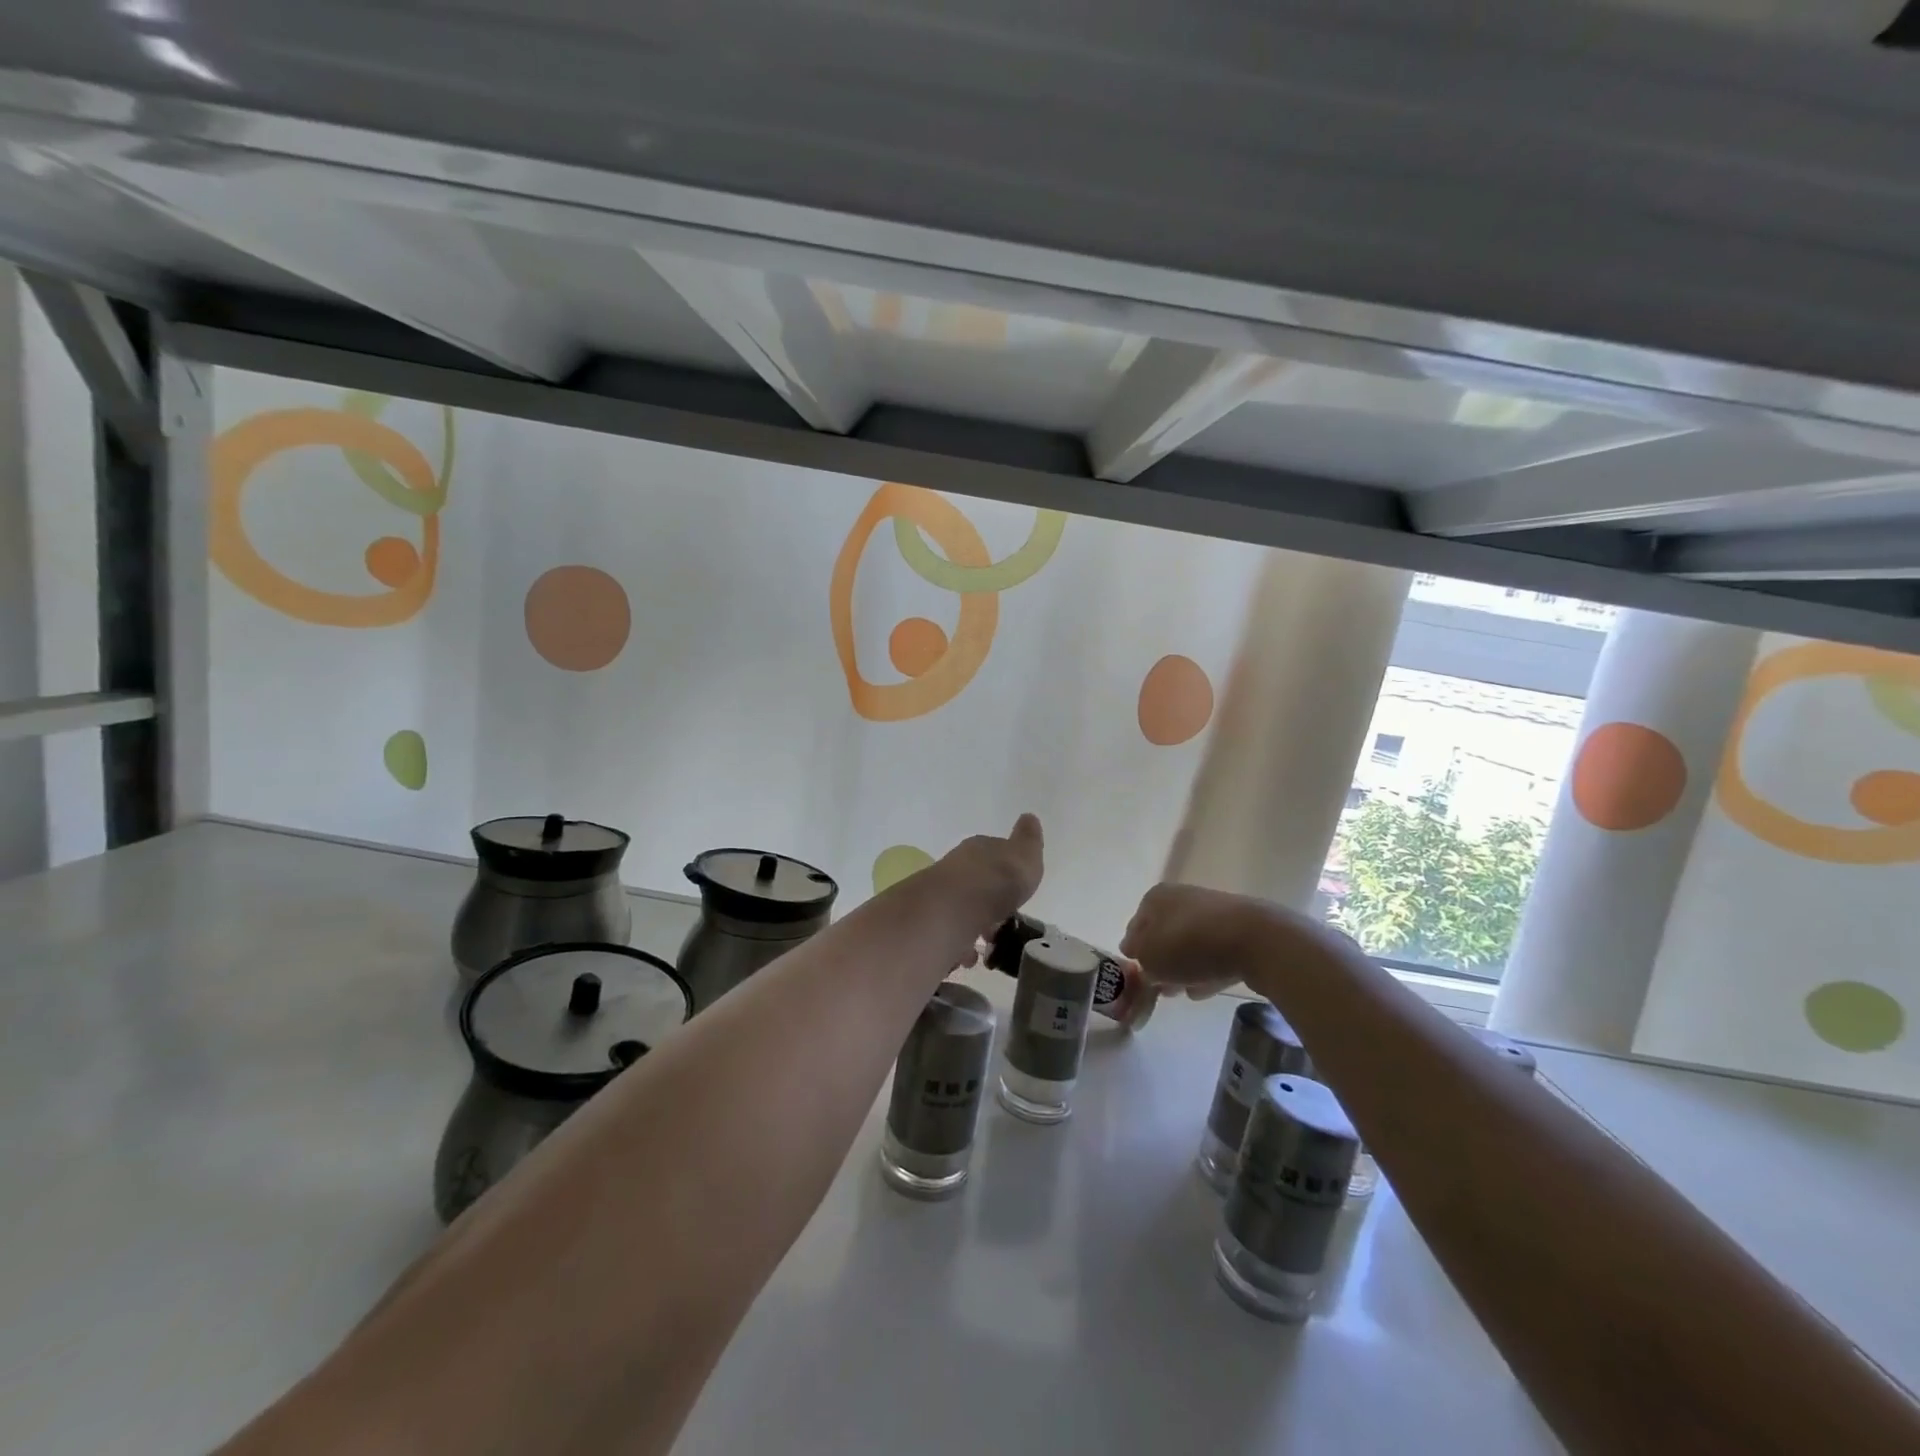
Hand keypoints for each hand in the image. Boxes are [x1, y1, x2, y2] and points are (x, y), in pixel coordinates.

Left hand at [932, 813, 1044, 937]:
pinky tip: (968, 958)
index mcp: (979, 849)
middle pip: (974, 883)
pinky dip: (959, 944)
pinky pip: (949, 933)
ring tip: (987, 944)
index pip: (992, 853)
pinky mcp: (931, 923)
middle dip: (988, 901)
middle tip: (1002, 921)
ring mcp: (940, 895)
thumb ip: (1028, 840)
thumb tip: (1029, 817)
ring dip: (973, 924)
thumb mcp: (1025, 855)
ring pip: (960, 909)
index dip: (1004, 871)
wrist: (955, 907)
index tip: (1014, 889)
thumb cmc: (997, 879)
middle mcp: (956, 867)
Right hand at [1120, 882, 1269, 999]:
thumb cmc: (1190, 945)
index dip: (1133, 950)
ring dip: (1184, 966)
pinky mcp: (1241, 931)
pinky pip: (1216, 952)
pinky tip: (1205, 990)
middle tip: (1158, 986)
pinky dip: (1208, 968)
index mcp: (1156, 897)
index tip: (1135, 972)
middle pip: (1165, 933)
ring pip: (1190, 944)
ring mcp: (1215, 913)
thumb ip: (1141, 962)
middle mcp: (1183, 897)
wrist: (1256, 940)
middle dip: (1161, 960)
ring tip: (1181, 992)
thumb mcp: (1150, 959)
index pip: (1135, 925)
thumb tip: (1143, 960)